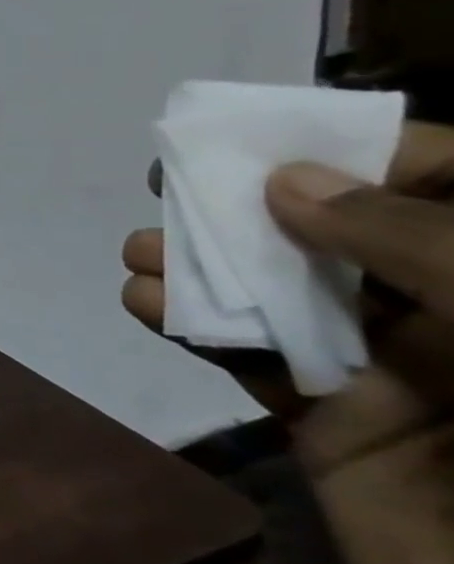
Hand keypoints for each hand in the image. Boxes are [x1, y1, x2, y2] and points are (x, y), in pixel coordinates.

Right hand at [120, 120, 453, 563]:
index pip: (445, 185)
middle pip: (340, 235)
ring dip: (201, 268)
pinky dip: (189, 327)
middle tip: (169, 184)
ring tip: (141, 253)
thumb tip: (288, 183)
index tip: (266, 142)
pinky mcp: (333, 421)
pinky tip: (145, 304)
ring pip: (281, 296)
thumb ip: (413, 241)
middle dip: (249, 207)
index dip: (359, 153)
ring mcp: (397, 372)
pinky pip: (250, 360)